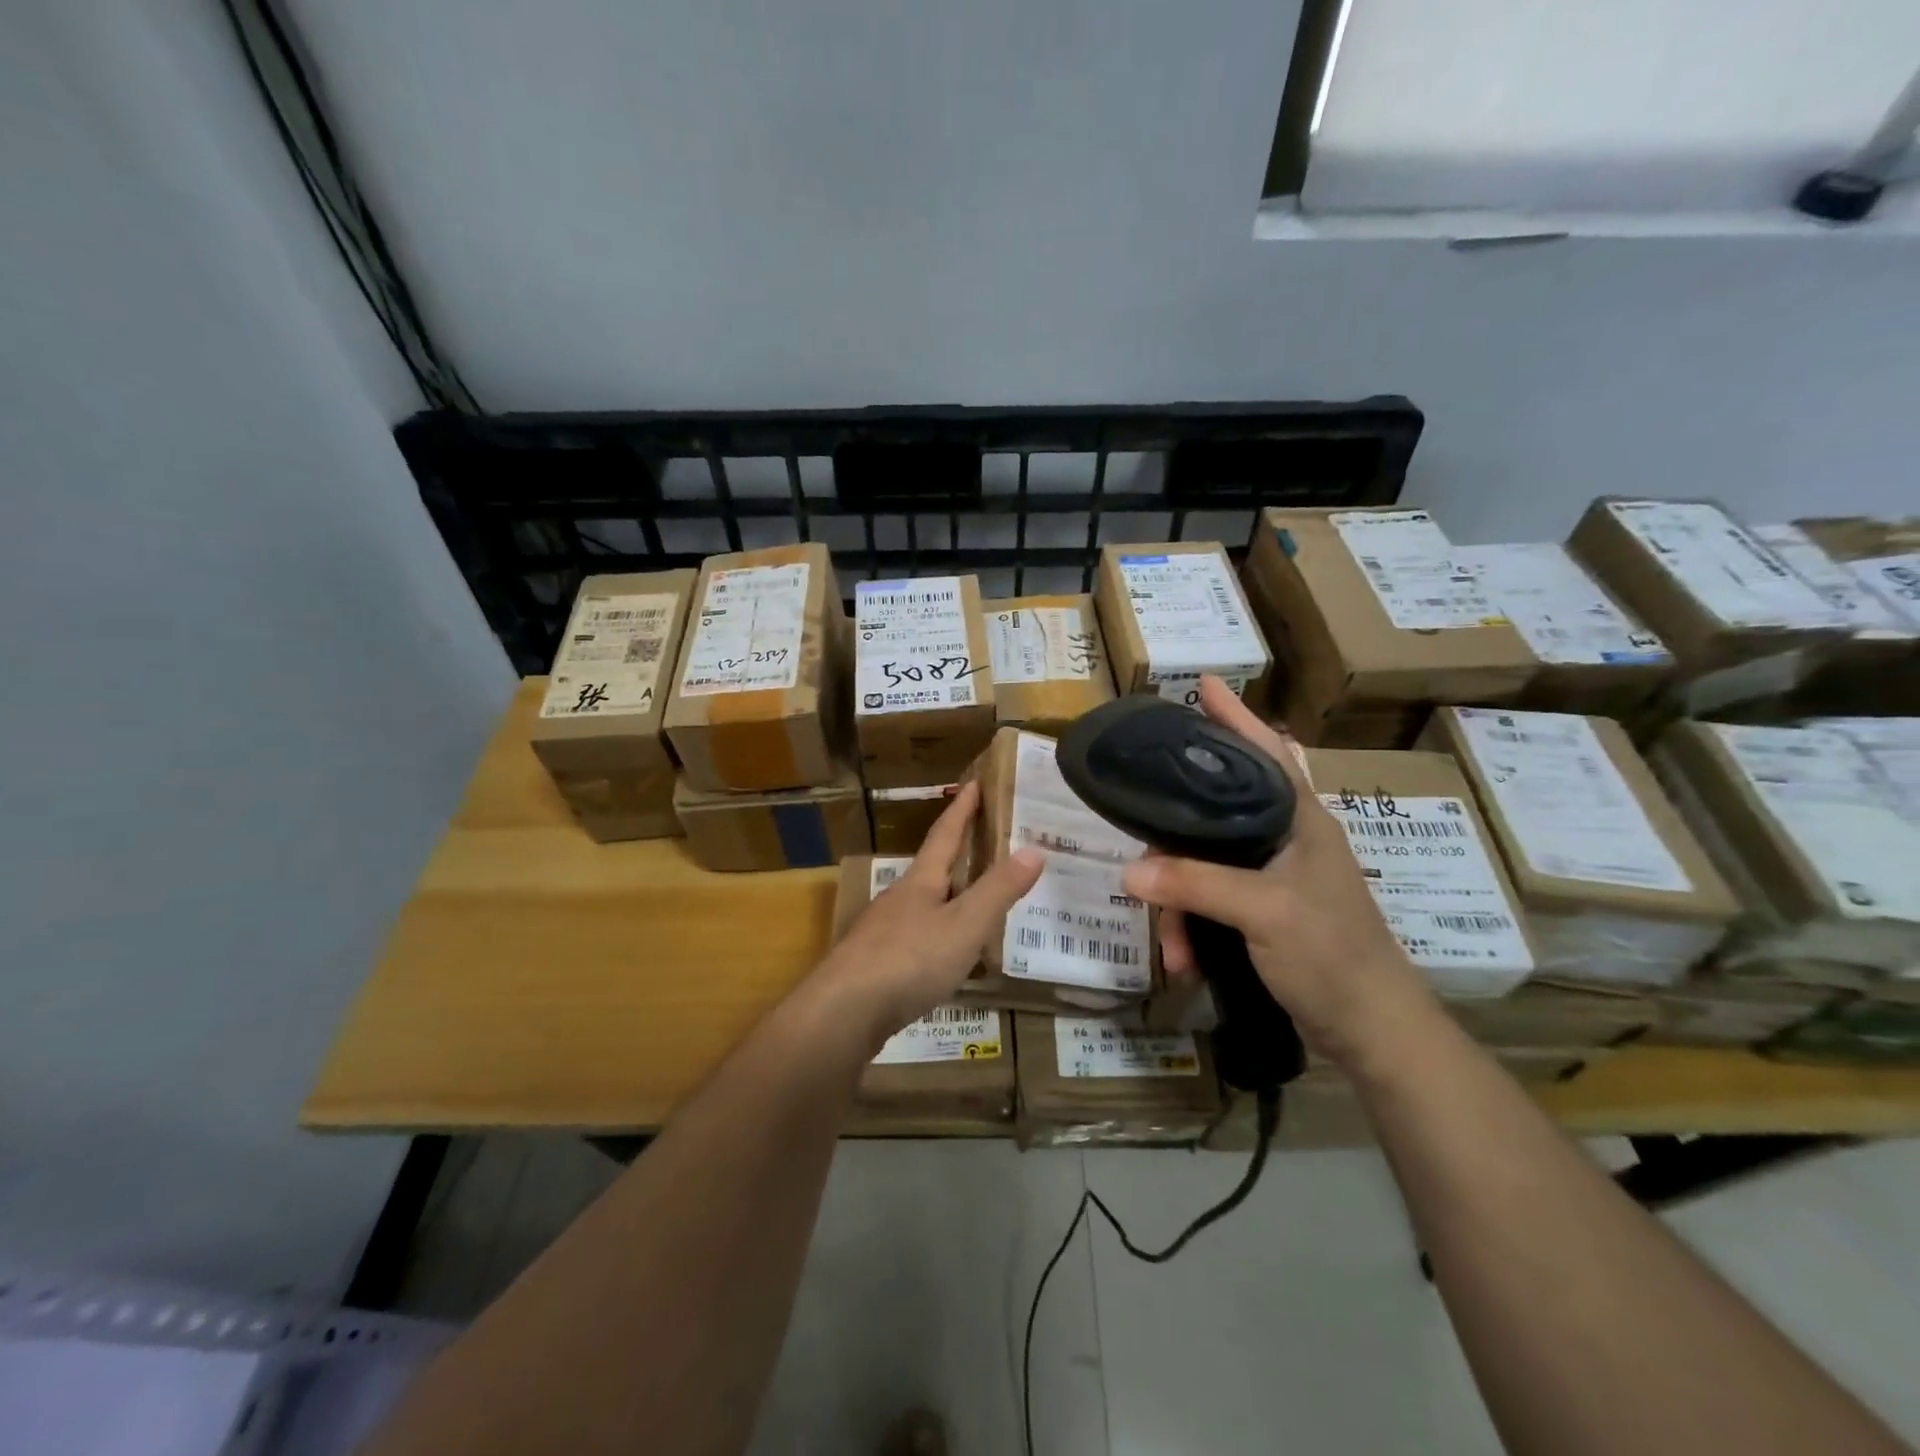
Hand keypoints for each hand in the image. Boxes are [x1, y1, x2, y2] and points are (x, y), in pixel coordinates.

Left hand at [811, 781, 1043, 1049]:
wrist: (843, 1012)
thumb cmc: (909, 960)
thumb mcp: (964, 925)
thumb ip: (998, 890)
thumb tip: (1034, 849)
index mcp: (920, 881)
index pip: (945, 834)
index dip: (962, 808)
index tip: (975, 782)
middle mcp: (898, 898)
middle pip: (931, 868)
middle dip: (957, 852)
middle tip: (985, 841)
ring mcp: (882, 932)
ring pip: (922, 905)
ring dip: (947, 897)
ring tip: (974, 900)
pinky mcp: (875, 964)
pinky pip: (914, 939)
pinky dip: (937, 935)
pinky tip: (945, 955)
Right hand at [1120, 677, 1436, 1069]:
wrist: (1372, 1031)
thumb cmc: (1332, 954)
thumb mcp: (1263, 912)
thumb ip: (1196, 885)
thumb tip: (1129, 873)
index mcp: (1300, 819)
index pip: (1266, 750)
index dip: (1235, 716)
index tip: (1202, 684)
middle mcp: (1285, 838)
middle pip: (1214, 813)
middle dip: (1174, 844)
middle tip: (1145, 858)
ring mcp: (1273, 877)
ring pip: (1204, 864)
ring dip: (1179, 903)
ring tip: (1171, 944)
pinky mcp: (1262, 911)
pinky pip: (1209, 901)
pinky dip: (1192, 928)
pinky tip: (1184, 959)